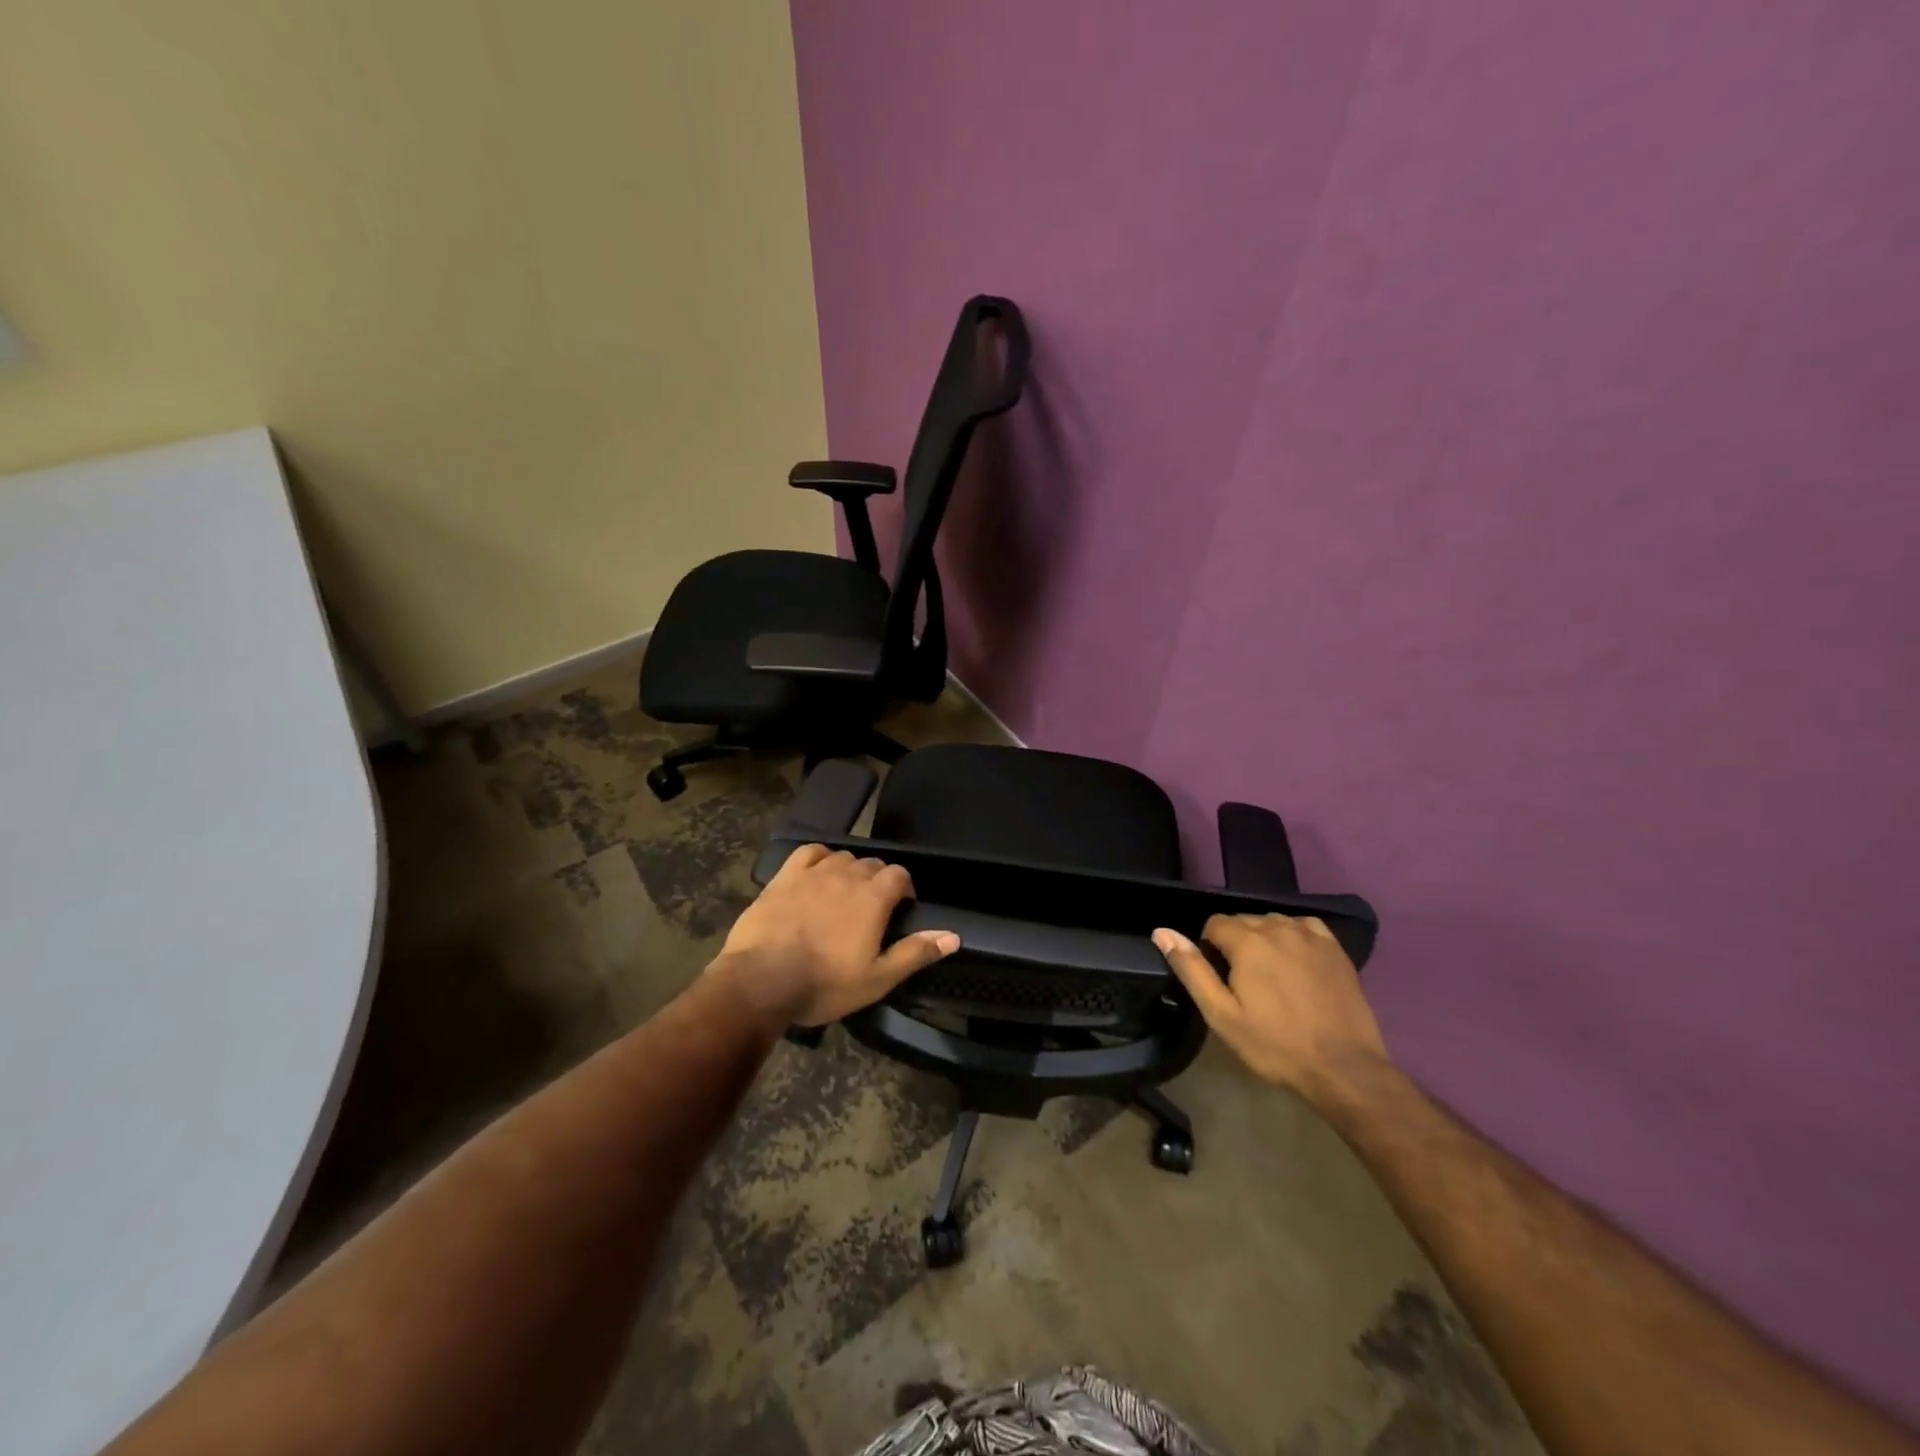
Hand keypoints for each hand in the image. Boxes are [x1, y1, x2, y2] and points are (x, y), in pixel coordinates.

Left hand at [709, 844, 959, 1028]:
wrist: (761, 981)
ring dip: (850, 870)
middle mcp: (847, 875)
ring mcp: (814, 872)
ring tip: (844, 894)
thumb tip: (954, 936)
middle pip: (872, 864)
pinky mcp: (785, 876)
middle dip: (878, 880)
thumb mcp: (877, 979)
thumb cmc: (824, 984)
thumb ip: (915, 953)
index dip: (904, 888)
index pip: (900, 875)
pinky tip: (817, 873)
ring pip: (842, 857)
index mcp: (873, 898)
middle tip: (871, 909)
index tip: (901, 908)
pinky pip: (809, 852)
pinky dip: (819, 858)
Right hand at [1153, 914, 1388, 1104]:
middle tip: (1242, 983)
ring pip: (1273, 922)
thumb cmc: (1276, 1045)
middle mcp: (1278, 928)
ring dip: (1264, 939)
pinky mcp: (1335, 949)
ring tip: (1269, 976)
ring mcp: (1310, 936)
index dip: (1210, 948)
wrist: (1343, 1068)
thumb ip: (1191, 969)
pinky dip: (1293, 936)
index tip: (1219, 979)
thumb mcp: (1221, 1015)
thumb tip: (1162, 932)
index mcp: (1247, 942)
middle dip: (1235, 943)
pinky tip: (1295, 961)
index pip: (1214, 924)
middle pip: (1244, 921)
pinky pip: (1304, 926)